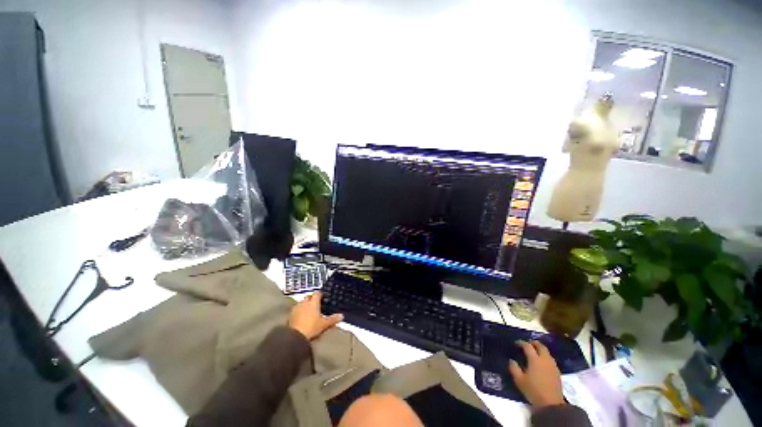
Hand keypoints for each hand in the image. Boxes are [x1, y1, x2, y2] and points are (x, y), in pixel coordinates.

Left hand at [288, 292, 342, 340]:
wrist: (295, 336)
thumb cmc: (311, 328)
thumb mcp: (324, 324)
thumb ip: (333, 319)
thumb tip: (341, 316)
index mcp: (313, 302)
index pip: (317, 293)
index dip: (320, 294)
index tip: (323, 297)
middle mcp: (304, 303)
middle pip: (309, 297)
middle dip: (312, 299)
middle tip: (316, 304)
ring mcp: (296, 308)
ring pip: (302, 303)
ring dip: (305, 305)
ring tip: (309, 311)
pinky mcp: (290, 315)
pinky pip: (296, 310)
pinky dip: (299, 311)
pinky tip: (301, 317)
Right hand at [508, 340, 564, 409]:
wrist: (551, 404)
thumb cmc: (533, 390)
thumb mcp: (519, 380)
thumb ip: (514, 368)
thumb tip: (511, 360)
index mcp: (535, 360)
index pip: (527, 346)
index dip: (521, 343)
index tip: (516, 343)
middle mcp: (545, 360)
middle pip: (540, 346)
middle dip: (533, 343)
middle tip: (527, 344)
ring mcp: (553, 366)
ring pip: (547, 352)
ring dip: (540, 349)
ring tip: (534, 352)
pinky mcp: (557, 372)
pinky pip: (550, 359)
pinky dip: (545, 357)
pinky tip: (541, 363)